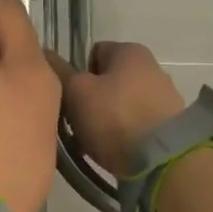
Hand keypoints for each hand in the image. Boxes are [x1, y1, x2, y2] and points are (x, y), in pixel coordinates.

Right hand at [48, 41, 186, 176]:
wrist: (162, 160)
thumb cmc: (115, 117)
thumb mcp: (77, 92)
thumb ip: (59, 72)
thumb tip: (43, 53)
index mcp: (130, 51)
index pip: (93, 53)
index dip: (76, 74)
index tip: (69, 98)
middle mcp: (151, 68)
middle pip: (106, 81)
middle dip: (88, 101)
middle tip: (75, 124)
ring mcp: (163, 97)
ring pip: (119, 105)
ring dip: (103, 121)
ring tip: (90, 144)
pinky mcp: (169, 126)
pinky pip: (134, 125)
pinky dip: (121, 136)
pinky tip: (111, 153)